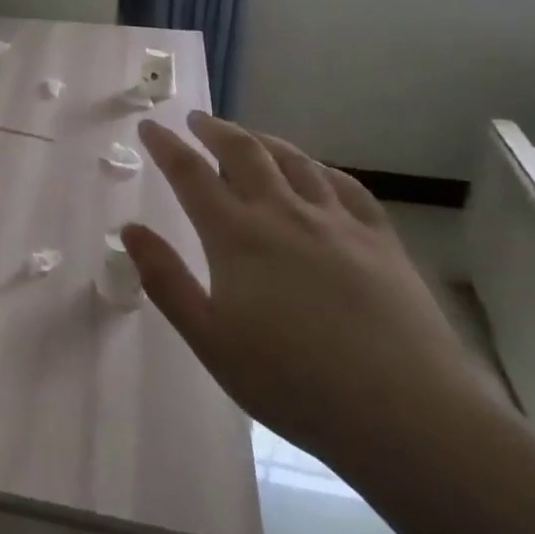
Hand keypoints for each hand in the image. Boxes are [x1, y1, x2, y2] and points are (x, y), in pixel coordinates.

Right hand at [123, 113, 492, 475]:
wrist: (405, 414)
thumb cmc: (292, 382)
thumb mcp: (210, 340)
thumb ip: (165, 280)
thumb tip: (129, 229)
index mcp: (237, 236)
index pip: (191, 175)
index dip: (166, 146)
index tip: (150, 126)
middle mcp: (284, 214)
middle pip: (244, 153)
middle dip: (215, 130)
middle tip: (197, 120)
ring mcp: (337, 222)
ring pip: (294, 161)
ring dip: (263, 140)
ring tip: (248, 136)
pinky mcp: (380, 240)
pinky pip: (346, 186)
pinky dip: (320, 168)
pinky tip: (316, 172)